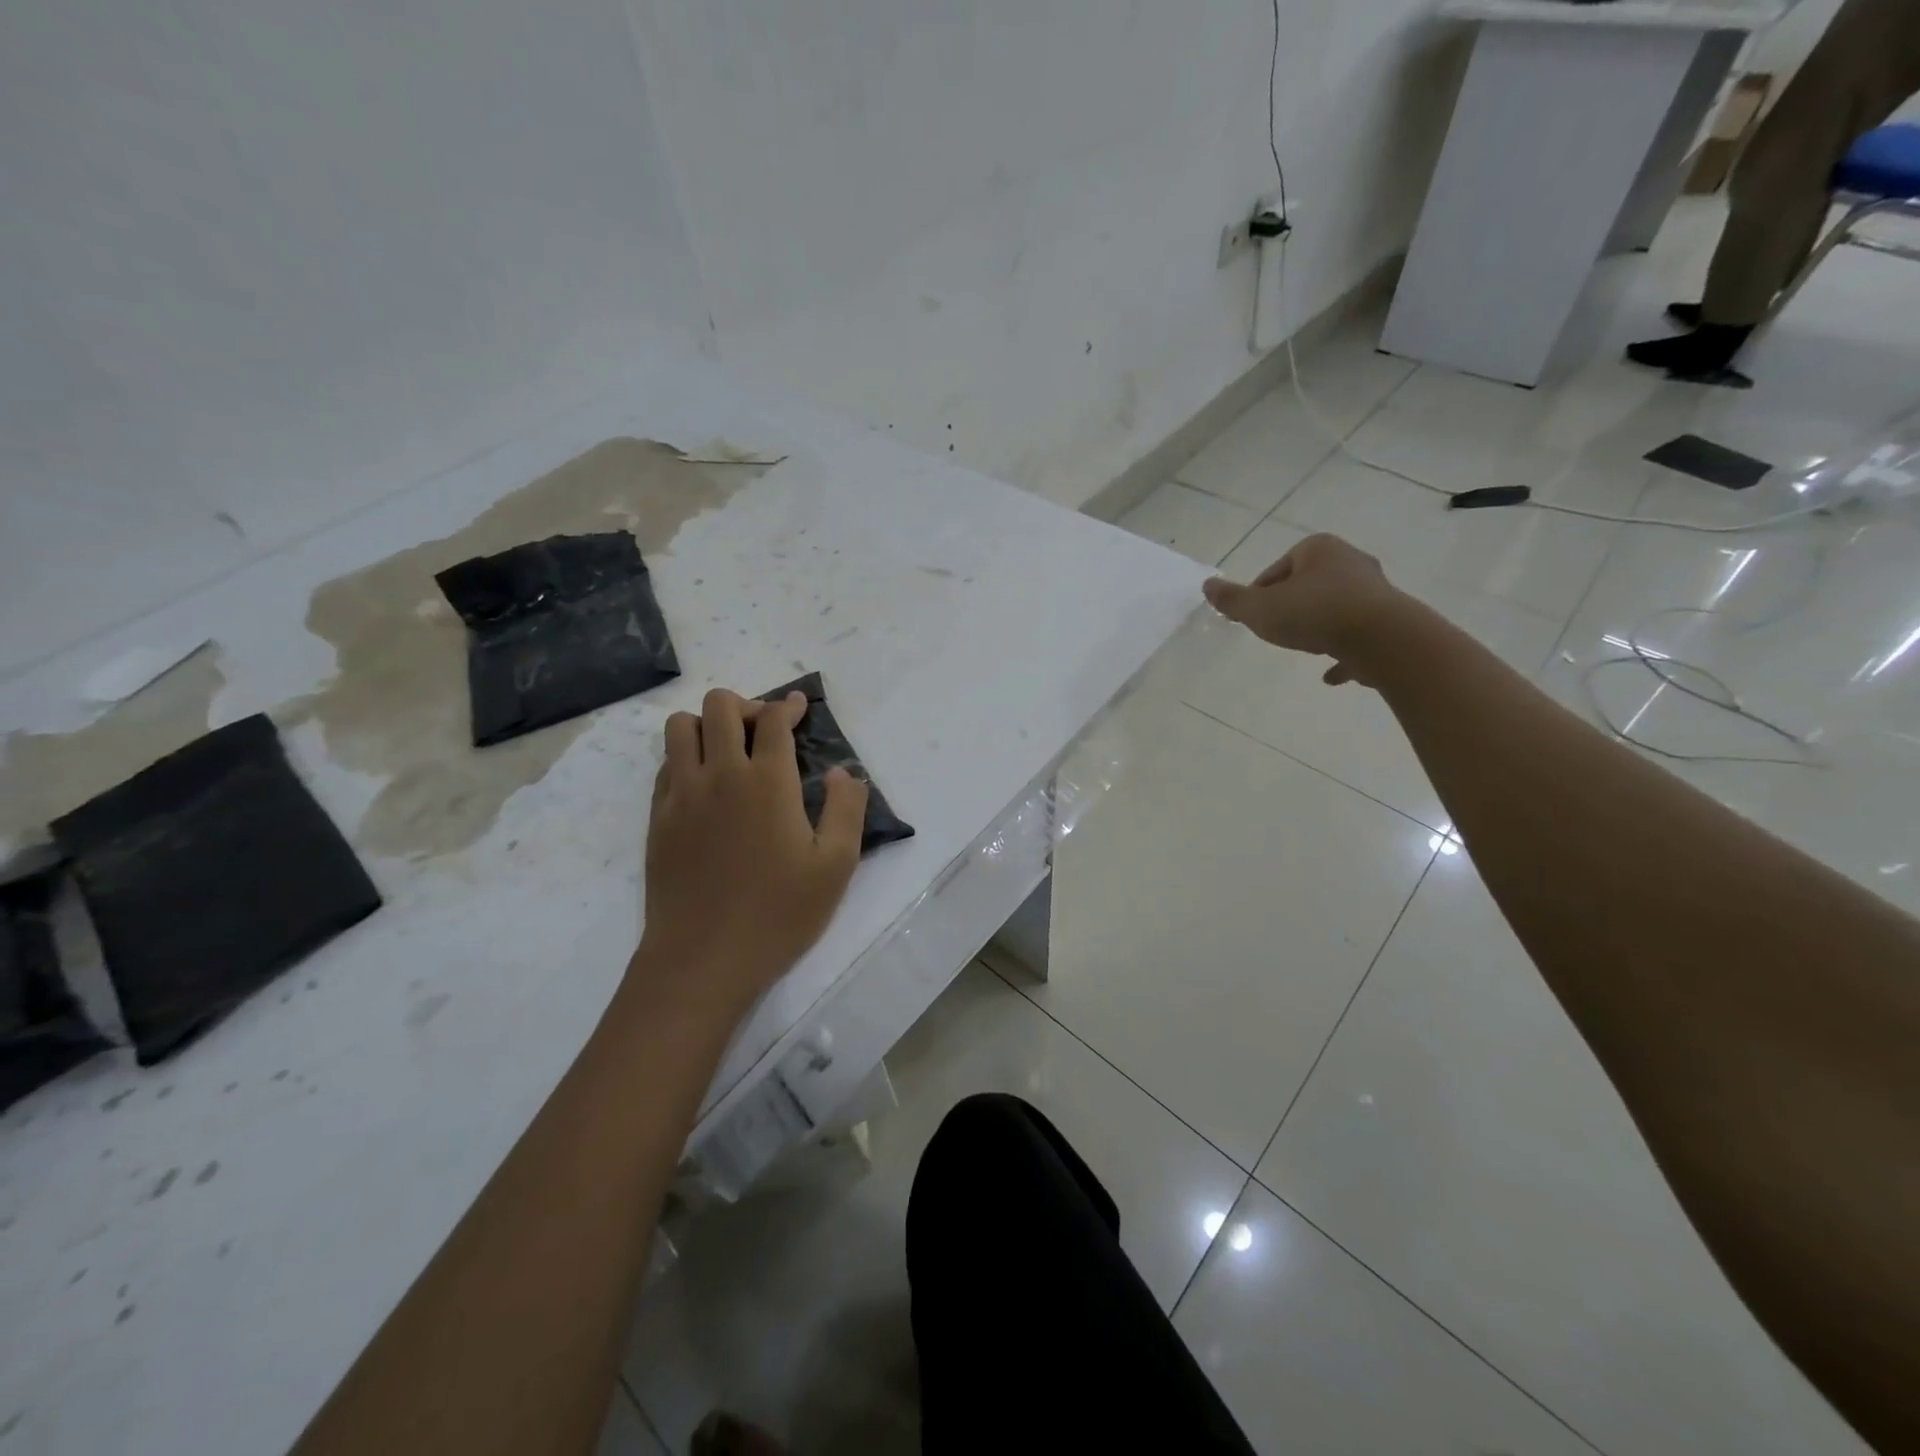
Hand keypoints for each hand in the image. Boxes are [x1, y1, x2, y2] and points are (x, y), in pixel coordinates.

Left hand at [635, 689, 868, 1014]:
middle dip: (747, 706)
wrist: (703, 958)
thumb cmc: (779, 913)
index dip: (789, 706)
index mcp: (767, 782)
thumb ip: (847, 808)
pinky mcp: (658, 818)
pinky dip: (685, 756)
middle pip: (720, 706)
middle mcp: (719, 775)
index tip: (799, 707)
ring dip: (707, 725)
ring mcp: (681, 795)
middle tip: (766, 732)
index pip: (773, 720)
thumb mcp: (836, 865)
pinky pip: (664, 764)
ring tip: (729, 751)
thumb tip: (842, 771)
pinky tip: (704, 784)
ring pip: (680, 727)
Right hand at [1202, 533, 1407, 685]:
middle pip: (1308, 585)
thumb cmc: (1314, 614)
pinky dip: (1342, 651)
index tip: (1252, 617)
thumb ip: (1231, 599)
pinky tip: (1329, 674)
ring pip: (1335, 608)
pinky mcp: (1391, 621)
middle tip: (1275, 630)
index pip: (1277, 569)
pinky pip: (1358, 636)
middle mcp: (1350, 562)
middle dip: (1291, 606)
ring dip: (1317, 626)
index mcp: (1318, 550)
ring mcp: (1374, 591)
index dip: (1259, 594)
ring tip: (1302, 647)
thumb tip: (1207, 585)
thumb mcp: (1259, 609)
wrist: (1382, 638)